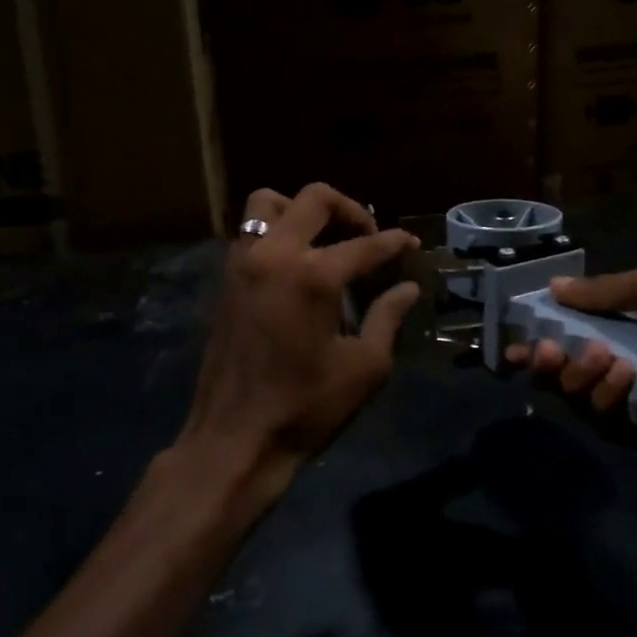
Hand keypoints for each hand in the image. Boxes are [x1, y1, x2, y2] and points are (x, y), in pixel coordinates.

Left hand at [173, 184, 420, 513]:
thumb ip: (387, 318)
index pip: (364, 245)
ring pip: (268, 203)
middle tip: (368, 236)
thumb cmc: (306, 406)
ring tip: (324, 238)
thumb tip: (408, 288)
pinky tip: (295, 264)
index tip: (411, 244)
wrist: (235, 437)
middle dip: (349, 209)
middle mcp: (274, 255)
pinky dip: (276, 231)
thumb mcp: (364, 367)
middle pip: (314, 199)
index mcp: (313, 276)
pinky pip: (249, 231)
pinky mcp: (226, 279)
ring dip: (301, 210)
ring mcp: (243, 263)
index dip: (394, 242)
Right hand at [505, 258, 636, 464]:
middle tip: (547, 352)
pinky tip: (626, 384)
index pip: (569, 327)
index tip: (512, 337)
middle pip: (560, 365)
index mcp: (628, 322)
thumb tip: (553, 285)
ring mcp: (628, 399)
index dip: (539, 331)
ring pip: (573, 393)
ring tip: (608, 362)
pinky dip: (605, 399)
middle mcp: (621, 359)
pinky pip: (599, 420)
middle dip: (546, 357)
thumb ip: (604, 290)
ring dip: (580, 375)